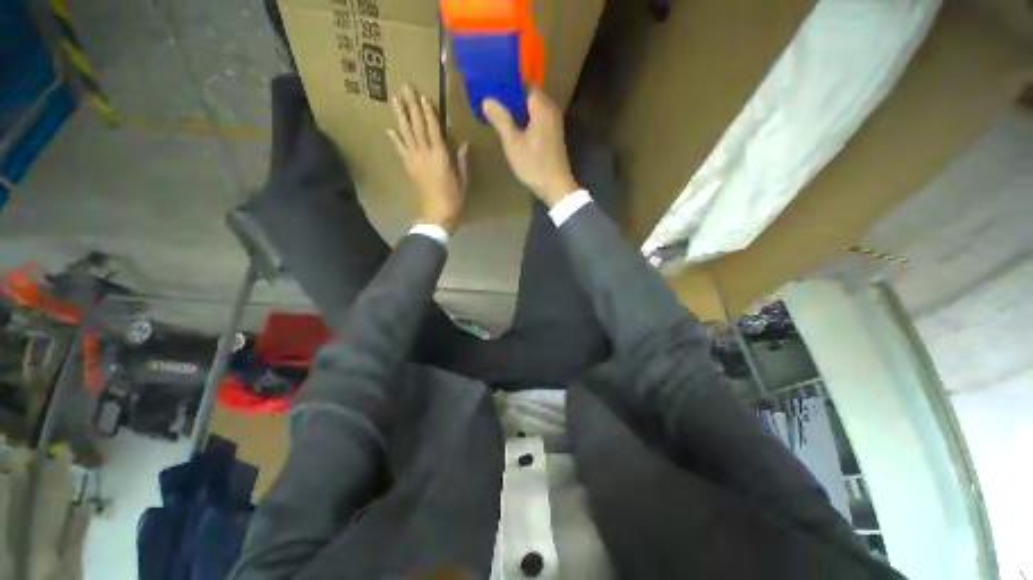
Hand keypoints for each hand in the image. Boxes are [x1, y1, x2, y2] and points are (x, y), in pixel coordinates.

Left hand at [388, 85, 469, 232]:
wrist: (437, 214)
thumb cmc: (454, 198)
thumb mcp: (463, 180)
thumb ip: (462, 161)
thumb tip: (464, 144)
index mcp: (440, 156)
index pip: (433, 128)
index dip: (428, 112)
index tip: (423, 96)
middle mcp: (424, 153)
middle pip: (417, 126)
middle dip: (412, 106)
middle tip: (405, 87)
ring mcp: (414, 160)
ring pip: (406, 133)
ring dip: (401, 116)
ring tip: (395, 100)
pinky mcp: (409, 167)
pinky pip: (400, 150)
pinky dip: (395, 138)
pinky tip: (389, 128)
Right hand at [483, 88, 579, 206]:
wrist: (556, 187)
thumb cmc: (534, 165)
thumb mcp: (513, 144)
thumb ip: (501, 119)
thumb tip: (487, 99)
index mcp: (542, 108)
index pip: (525, 85)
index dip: (509, 86)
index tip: (493, 91)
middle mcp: (551, 110)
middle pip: (530, 96)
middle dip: (513, 99)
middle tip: (494, 104)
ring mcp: (555, 123)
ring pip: (534, 109)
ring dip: (519, 111)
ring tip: (501, 116)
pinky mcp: (554, 135)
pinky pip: (538, 119)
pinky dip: (527, 120)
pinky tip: (516, 130)